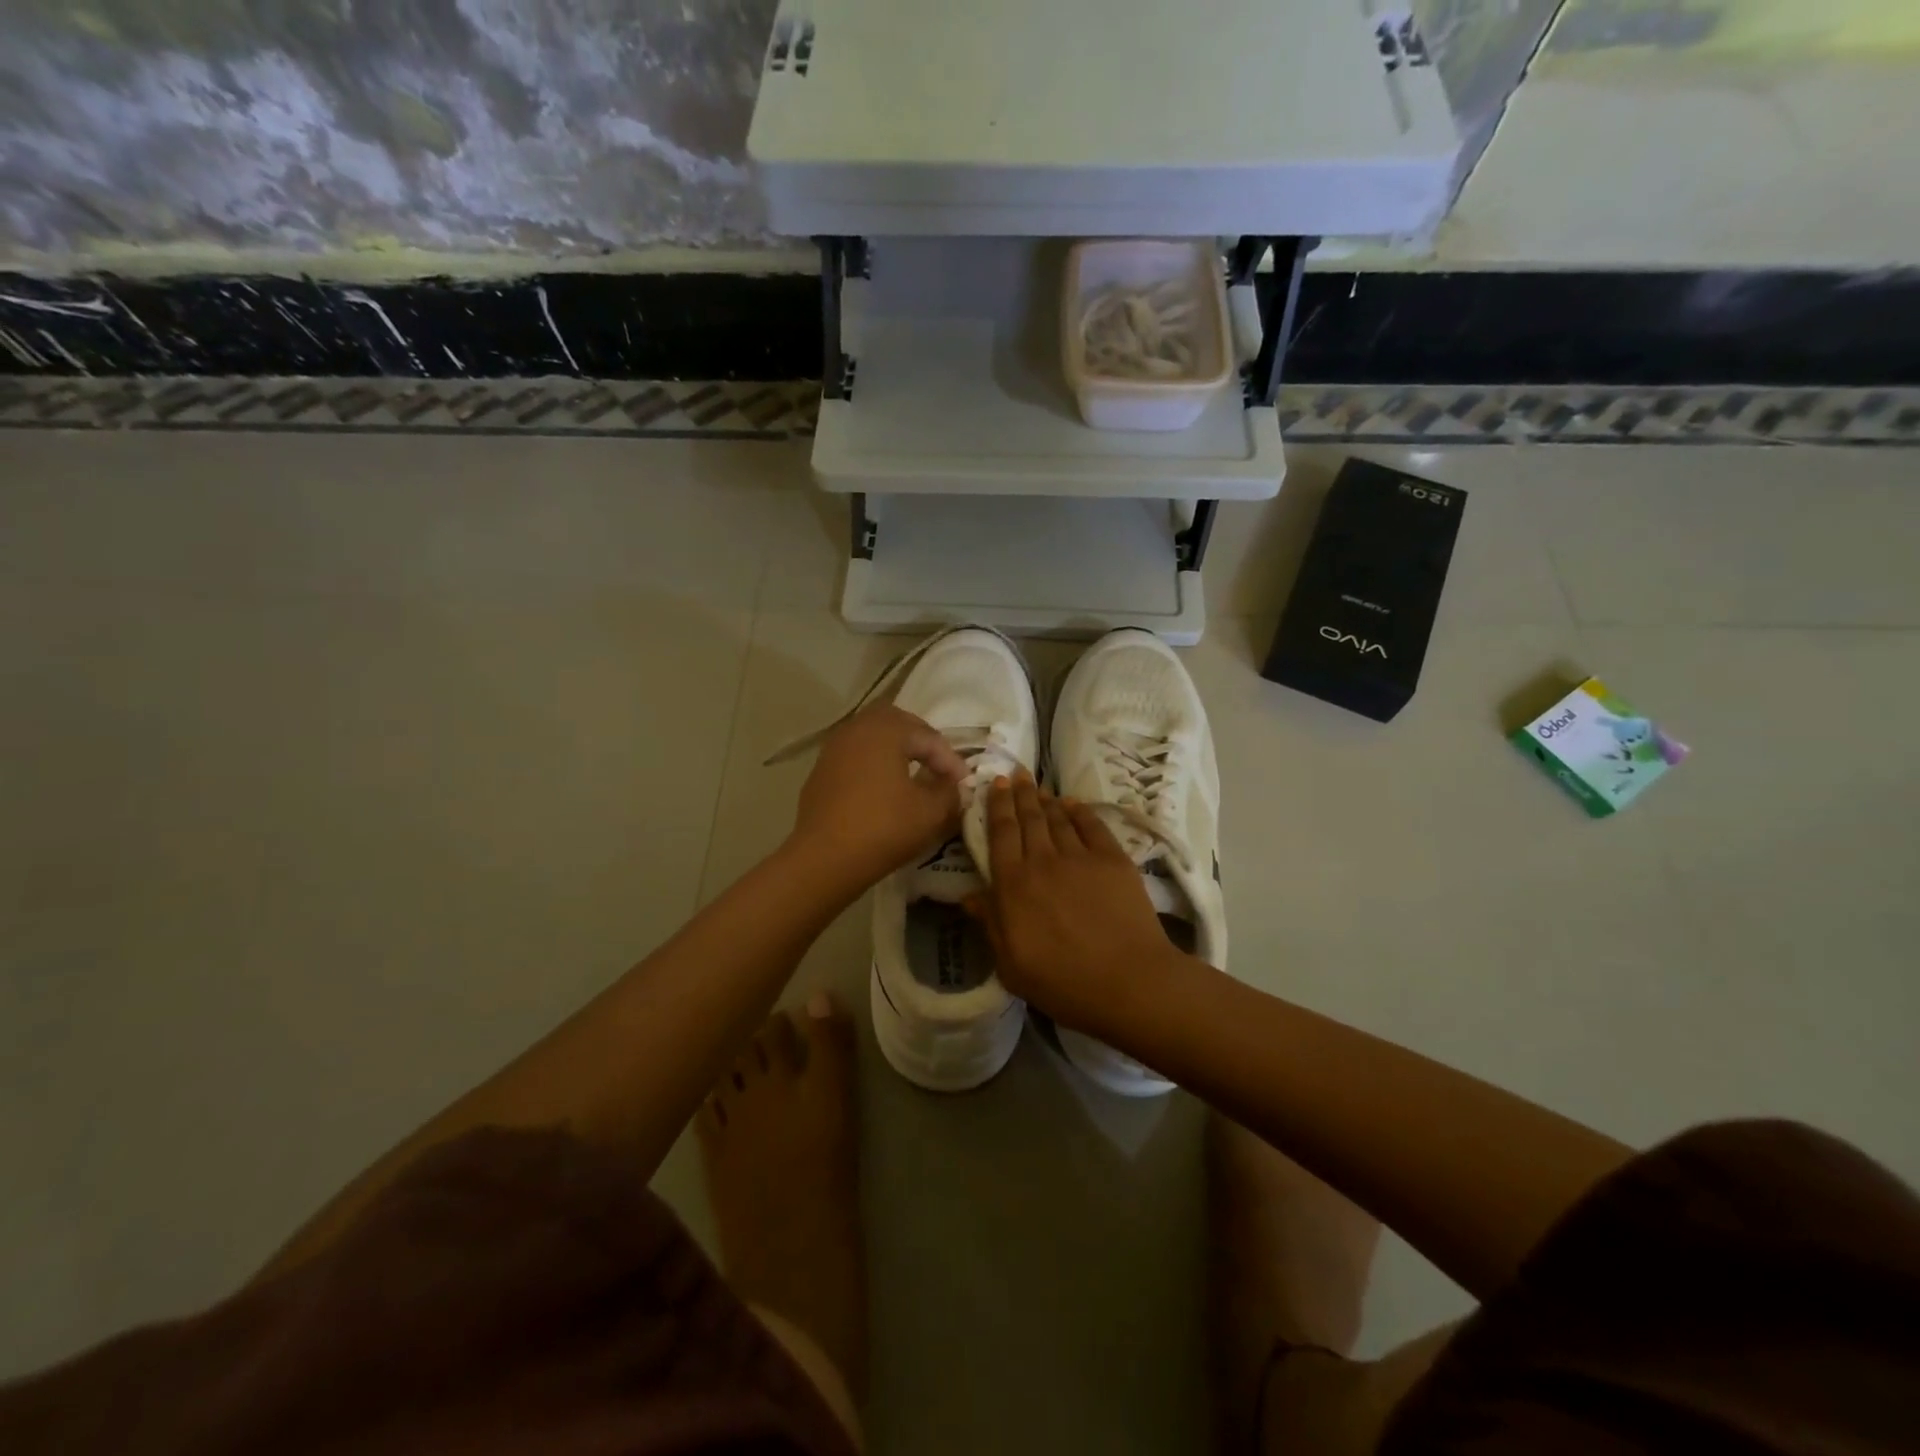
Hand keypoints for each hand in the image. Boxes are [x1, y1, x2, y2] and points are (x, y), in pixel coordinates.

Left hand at [788, 704, 967, 890]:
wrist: (824, 859)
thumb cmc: (884, 828)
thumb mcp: (931, 812)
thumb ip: (950, 792)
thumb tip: (954, 786)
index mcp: (886, 729)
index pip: (928, 736)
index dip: (951, 761)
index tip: (965, 785)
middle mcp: (857, 729)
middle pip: (898, 724)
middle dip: (922, 743)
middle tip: (940, 767)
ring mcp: (833, 749)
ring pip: (873, 738)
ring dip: (897, 752)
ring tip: (915, 776)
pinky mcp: (821, 772)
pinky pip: (855, 757)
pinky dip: (874, 765)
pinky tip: (884, 790)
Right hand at [965, 772, 1191, 1038]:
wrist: (1129, 982)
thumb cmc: (1063, 983)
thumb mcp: (1011, 966)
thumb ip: (990, 925)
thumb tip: (970, 895)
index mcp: (1013, 885)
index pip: (1000, 834)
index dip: (997, 805)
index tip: (996, 784)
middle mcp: (1042, 861)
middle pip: (1028, 818)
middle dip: (1020, 794)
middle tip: (1016, 774)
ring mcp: (1080, 857)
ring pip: (1058, 818)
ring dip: (1046, 800)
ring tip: (1039, 787)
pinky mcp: (1112, 860)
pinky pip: (1092, 825)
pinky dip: (1080, 811)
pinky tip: (1073, 804)